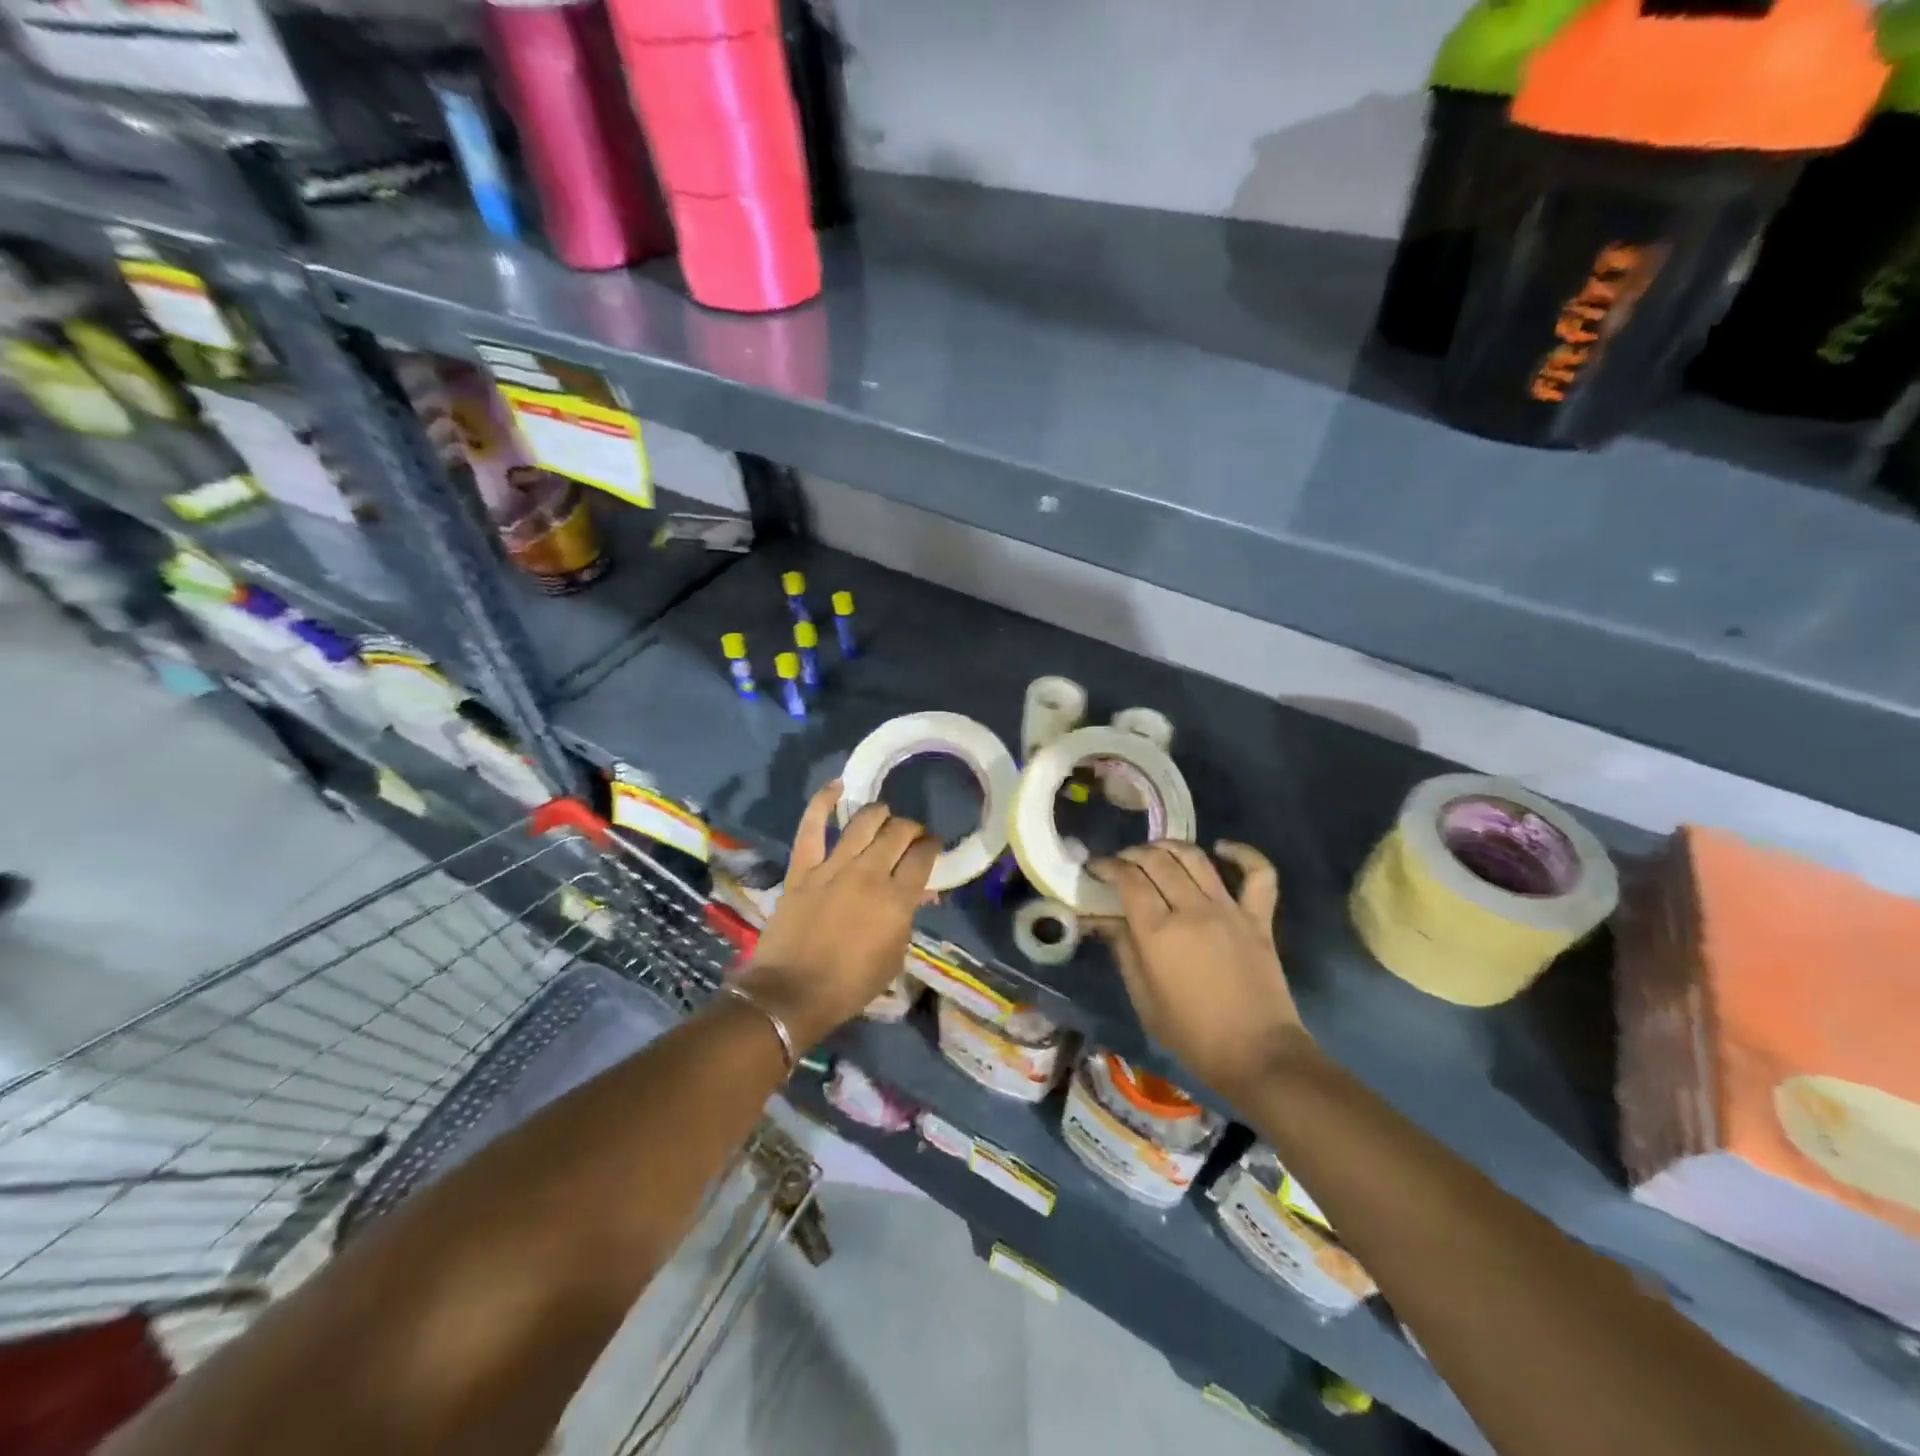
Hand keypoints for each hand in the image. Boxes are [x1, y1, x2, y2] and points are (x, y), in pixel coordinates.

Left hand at [732, 781, 938, 1049]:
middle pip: (898, 832)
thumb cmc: (850, 984)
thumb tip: (919, 893)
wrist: (792, 993)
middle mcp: (869, 873)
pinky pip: (812, 827)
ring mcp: (833, 867)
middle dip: (911, 828)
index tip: (931, 846)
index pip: (923, 856)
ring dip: (880, 814)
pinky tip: (838, 786)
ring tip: (884, 816)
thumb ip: (907, 918)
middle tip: (911, 835)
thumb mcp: (894, 957)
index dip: (931, 846)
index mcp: (897, 899)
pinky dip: (823, 802)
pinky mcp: (803, 868)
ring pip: (864, 822)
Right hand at [1087, 841, 1309, 1097]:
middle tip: (1122, 863)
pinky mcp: (1259, 919)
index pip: (1127, 879)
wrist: (1258, 1056)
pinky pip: (1258, 875)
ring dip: (1171, 847)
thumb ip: (1124, 951)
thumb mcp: (1143, 999)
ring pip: (1196, 858)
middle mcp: (1191, 910)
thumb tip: (1106, 919)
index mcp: (1158, 933)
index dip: (1107, 867)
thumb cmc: (1192, 1035)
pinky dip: (1242, 854)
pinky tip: (1222, 848)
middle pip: (1157, 861)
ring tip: (1157, 851)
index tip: (1095, 868)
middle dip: (1133, 854)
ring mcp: (1229, 911)